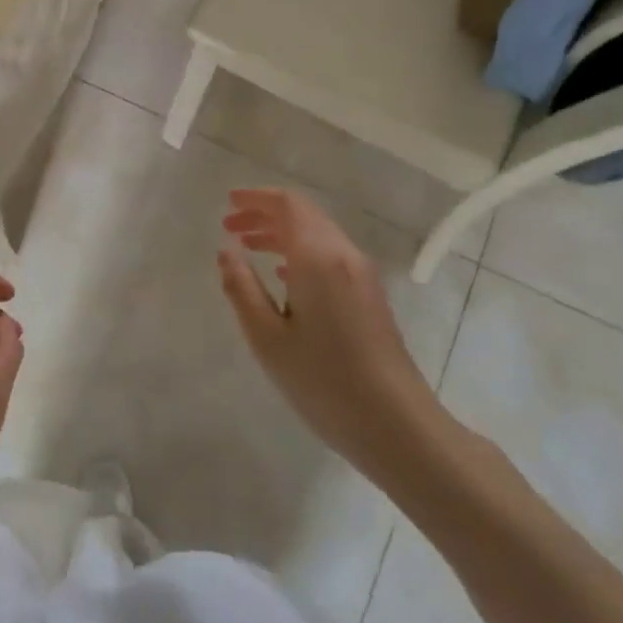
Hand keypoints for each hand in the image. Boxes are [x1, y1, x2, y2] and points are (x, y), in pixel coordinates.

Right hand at [217, 188, 453, 488]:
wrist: (396, 424)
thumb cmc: (323, 380)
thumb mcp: (267, 337)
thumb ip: (241, 288)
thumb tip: (226, 251)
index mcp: (318, 258)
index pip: (288, 205)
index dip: (256, 198)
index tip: (227, 203)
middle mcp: (344, 256)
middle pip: (304, 216)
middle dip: (265, 215)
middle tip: (229, 226)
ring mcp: (362, 276)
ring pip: (318, 236)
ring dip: (281, 234)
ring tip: (247, 248)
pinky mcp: (370, 297)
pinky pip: (330, 257)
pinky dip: (300, 253)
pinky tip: (282, 277)